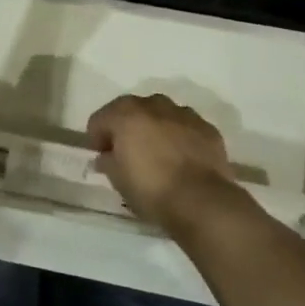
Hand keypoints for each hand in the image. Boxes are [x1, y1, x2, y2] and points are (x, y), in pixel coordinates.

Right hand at [86, 94, 251, 236]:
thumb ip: (107, 161)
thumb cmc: (150, 188)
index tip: (100, 156)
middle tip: (126, 153)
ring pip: (161, 115)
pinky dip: (179, 137)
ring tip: (157, 154)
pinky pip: (186, 127)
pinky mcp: (207, 129)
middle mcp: (154, 105)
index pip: (100, 119)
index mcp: (126, 114)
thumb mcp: (117, 179)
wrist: (201, 200)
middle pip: (132, 110)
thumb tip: (106, 157)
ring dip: (154, 128)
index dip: (96, 138)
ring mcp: (184, 114)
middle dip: (126, 128)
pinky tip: (181, 159)